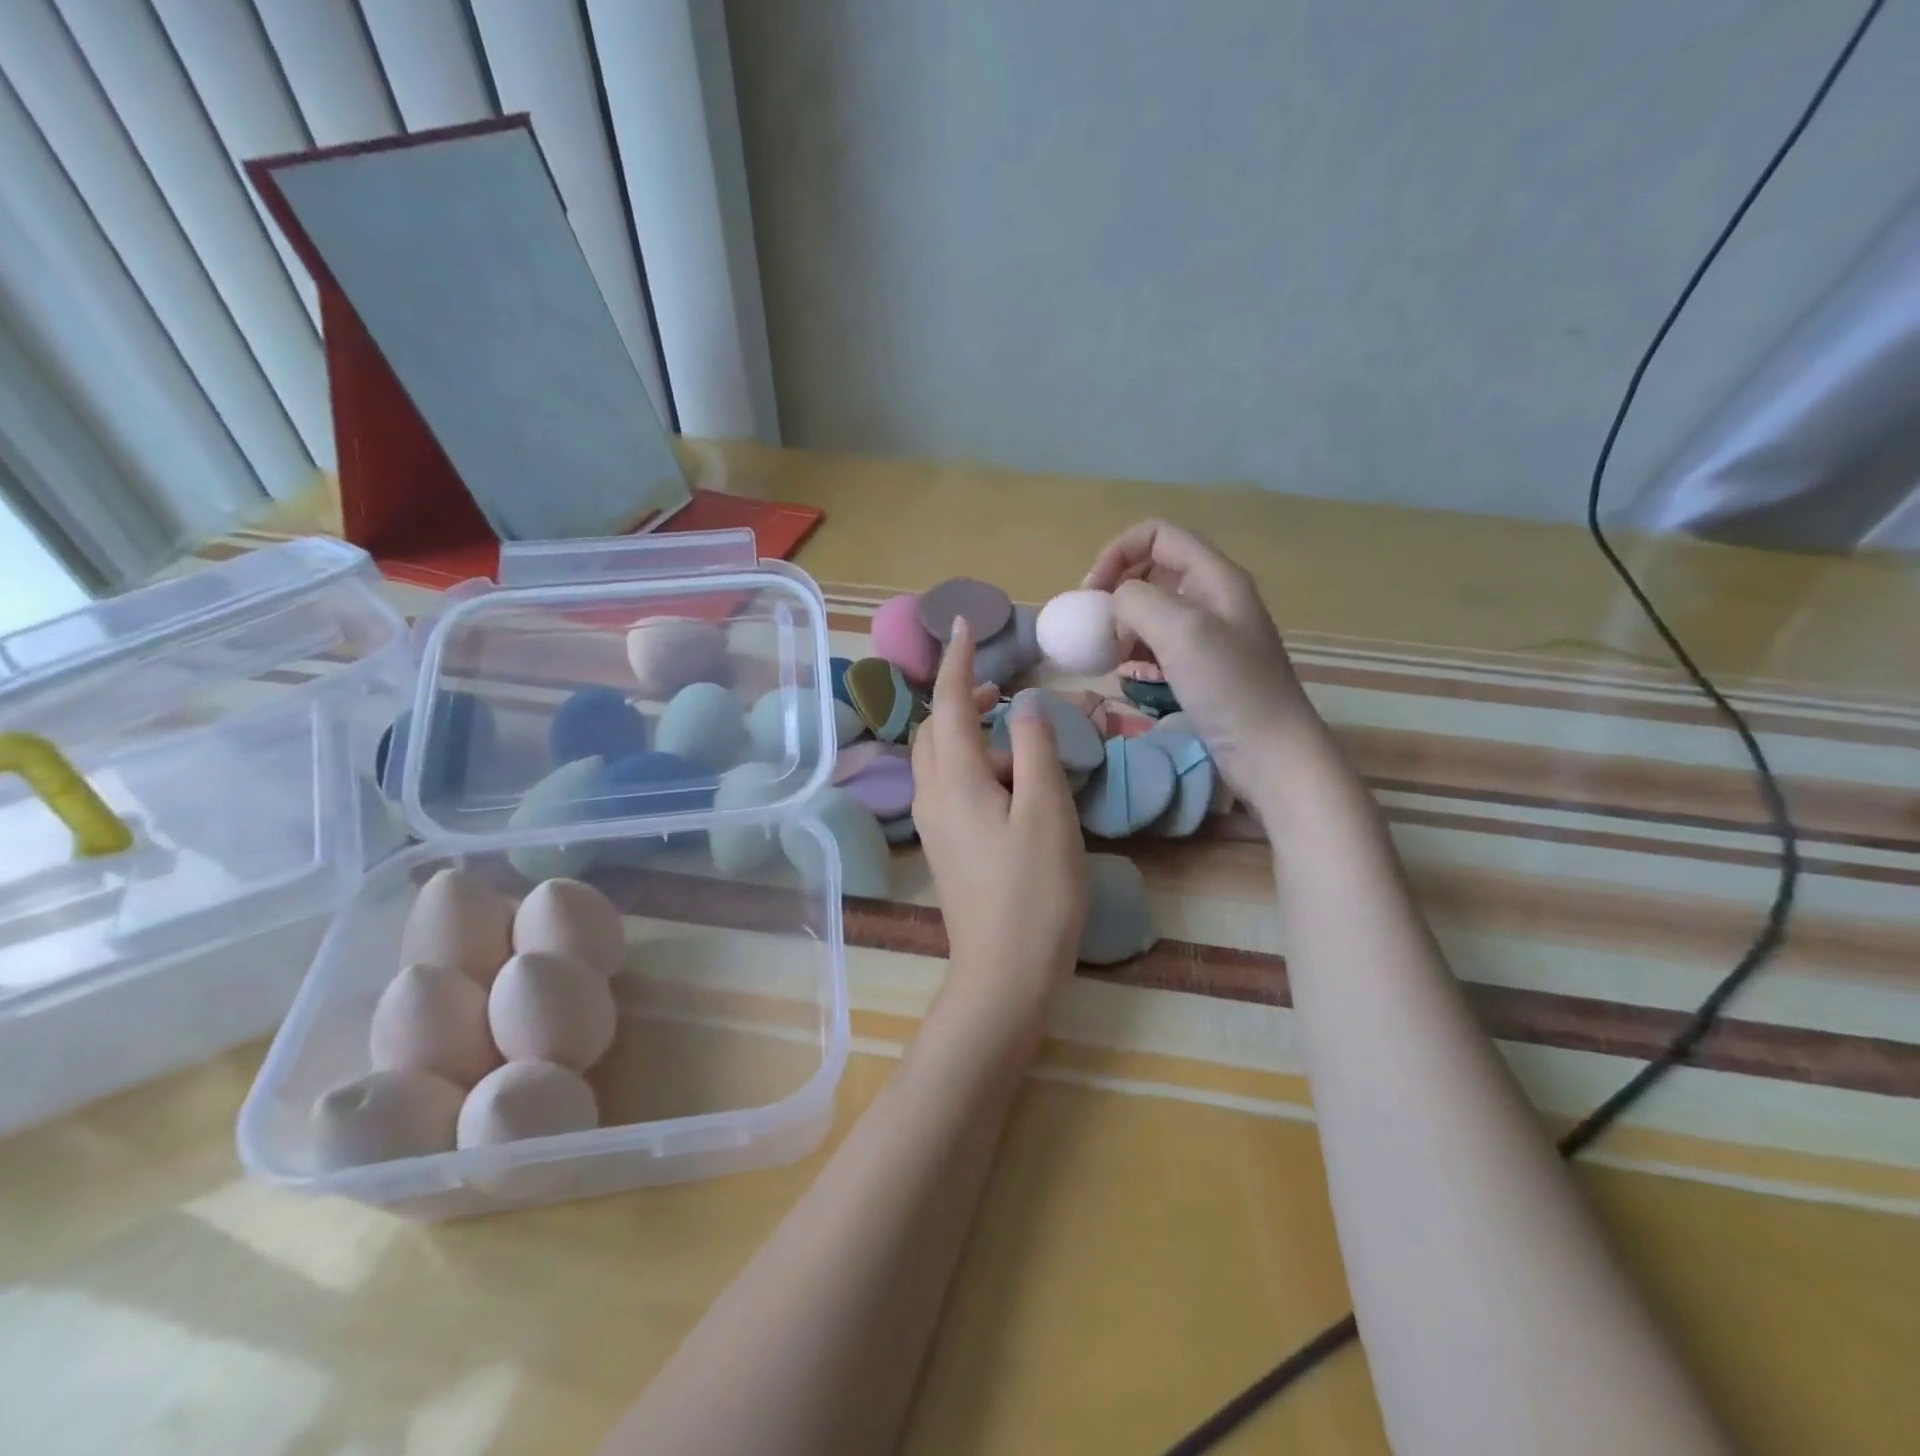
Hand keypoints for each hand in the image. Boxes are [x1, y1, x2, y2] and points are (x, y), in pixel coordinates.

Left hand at [912, 619, 1087, 1016]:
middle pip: (936, 730)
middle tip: (1001, 688)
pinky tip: (1012, 784)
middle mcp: (932, 796)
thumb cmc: (1034, 891)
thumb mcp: (1046, 811)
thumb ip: (1035, 748)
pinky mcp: (945, 847)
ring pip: (941, 760)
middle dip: (961, 698)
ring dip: (971, 735)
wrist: (1004, 973)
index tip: (963, 624)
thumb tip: (1026, 704)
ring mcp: (934, 825)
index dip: (956, 660)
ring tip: (1020, 740)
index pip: (948, 703)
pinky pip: (950, 786)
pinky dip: (974, 766)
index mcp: (954, 779)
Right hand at [1083, 520, 1323, 806]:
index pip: (1157, 535)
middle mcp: (1214, 597)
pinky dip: (1138, 652)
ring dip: (1124, 625)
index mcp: (1215, 577)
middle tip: (1095, 628)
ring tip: (1110, 656)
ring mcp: (1210, 635)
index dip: (1117, 553)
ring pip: (1154, 610)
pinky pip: (1161, 645)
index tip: (1091, 595)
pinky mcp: (1204, 668)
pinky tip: (1129, 674)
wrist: (1271, 753)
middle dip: (1117, 592)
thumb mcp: (1181, 632)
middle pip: (1153, 571)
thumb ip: (1138, 601)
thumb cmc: (1230, 688)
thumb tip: (1115, 603)